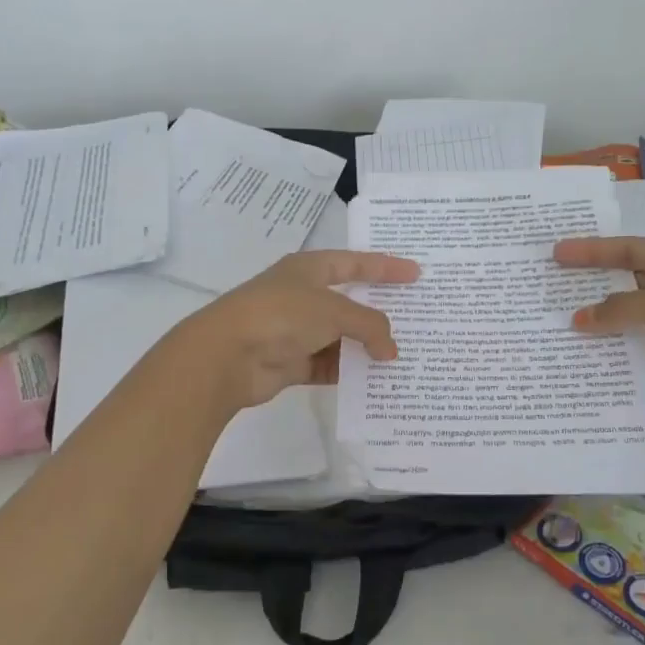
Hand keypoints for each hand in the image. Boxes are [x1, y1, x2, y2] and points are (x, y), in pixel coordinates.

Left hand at [163, 250, 420, 410]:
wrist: (227, 356)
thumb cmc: (282, 315)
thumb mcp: (333, 311)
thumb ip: (369, 325)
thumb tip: (390, 350)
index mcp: (308, 269)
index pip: (354, 263)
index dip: (385, 267)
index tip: (416, 274)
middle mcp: (302, 296)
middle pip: (349, 302)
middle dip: (378, 312)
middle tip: (413, 319)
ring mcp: (295, 331)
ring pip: (340, 338)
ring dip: (365, 347)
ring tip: (401, 356)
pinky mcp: (290, 363)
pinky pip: (328, 366)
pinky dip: (348, 372)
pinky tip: (374, 381)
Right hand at [554, 236, 644, 418]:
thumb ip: (621, 309)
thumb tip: (578, 320)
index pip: (628, 251)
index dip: (592, 251)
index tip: (557, 253)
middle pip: (625, 288)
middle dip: (591, 292)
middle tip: (549, 294)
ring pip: (630, 324)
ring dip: (602, 329)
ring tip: (559, 331)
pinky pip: (640, 356)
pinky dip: (618, 359)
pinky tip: (587, 362)